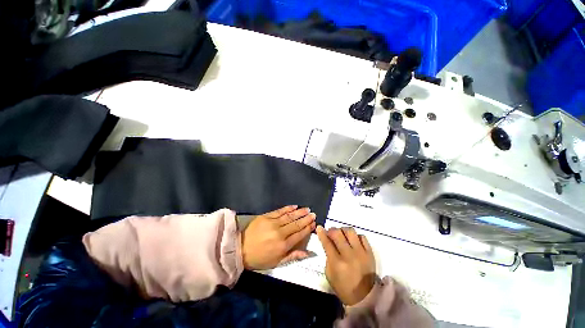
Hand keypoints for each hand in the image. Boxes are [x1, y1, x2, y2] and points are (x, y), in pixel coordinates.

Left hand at [241, 205, 315, 269]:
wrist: (240, 249)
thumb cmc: (260, 258)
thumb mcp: (277, 262)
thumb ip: (293, 256)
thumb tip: (309, 253)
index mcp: (283, 245)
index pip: (299, 234)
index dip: (307, 228)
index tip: (314, 223)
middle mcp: (280, 232)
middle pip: (296, 224)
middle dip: (306, 219)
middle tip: (313, 214)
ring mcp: (273, 223)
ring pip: (289, 216)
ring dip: (299, 212)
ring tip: (307, 209)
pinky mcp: (266, 216)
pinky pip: (279, 211)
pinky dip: (288, 208)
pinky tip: (295, 206)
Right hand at [316, 226, 375, 305]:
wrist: (365, 297)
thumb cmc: (343, 287)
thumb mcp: (329, 275)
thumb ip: (328, 257)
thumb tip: (327, 242)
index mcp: (337, 263)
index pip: (327, 243)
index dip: (322, 233)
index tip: (319, 228)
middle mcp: (349, 255)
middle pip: (338, 233)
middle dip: (331, 230)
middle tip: (330, 232)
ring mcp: (361, 253)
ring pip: (350, 231)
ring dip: (343, 230)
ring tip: (341, 235)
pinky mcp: (369, 253)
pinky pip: (362, 236)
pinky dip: (355, 236)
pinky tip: (352, 240)